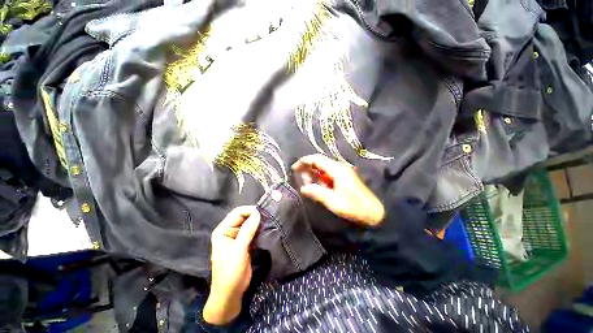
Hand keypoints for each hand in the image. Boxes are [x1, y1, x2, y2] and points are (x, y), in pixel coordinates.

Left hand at [203, 206, 260, 324]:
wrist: (230, 293)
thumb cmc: (230, 272)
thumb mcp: (239, 250)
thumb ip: (248, 230)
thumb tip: (258, 213)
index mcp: (223, 230)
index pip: (237, 213)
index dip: (250, 210)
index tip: (263, 212)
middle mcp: (229, 231)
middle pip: (243, 217)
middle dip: (255, 215)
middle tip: (268, 216)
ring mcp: (237, 237)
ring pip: (249, 224)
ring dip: (258, 222)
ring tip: (269, 221)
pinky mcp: (244, 243)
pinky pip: (252, 231)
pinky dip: (259, 229)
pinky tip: (266, 229)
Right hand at [292, 154, 384, 225]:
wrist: (374, 212)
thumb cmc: (353, 207)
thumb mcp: (333, 201)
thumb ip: (317, 192)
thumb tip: (303, 188)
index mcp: (337, 169)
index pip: (317, 159)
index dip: (304, 161)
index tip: (294, 168)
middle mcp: (339, 167)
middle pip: (319, 162)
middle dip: (308, 169)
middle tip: (302, 181)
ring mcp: (343, 172)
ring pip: (324, 168)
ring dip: (314, 174)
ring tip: (309, 185)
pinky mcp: (344, 177)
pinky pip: (329, 174)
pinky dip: (321, 178)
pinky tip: (319, 186)